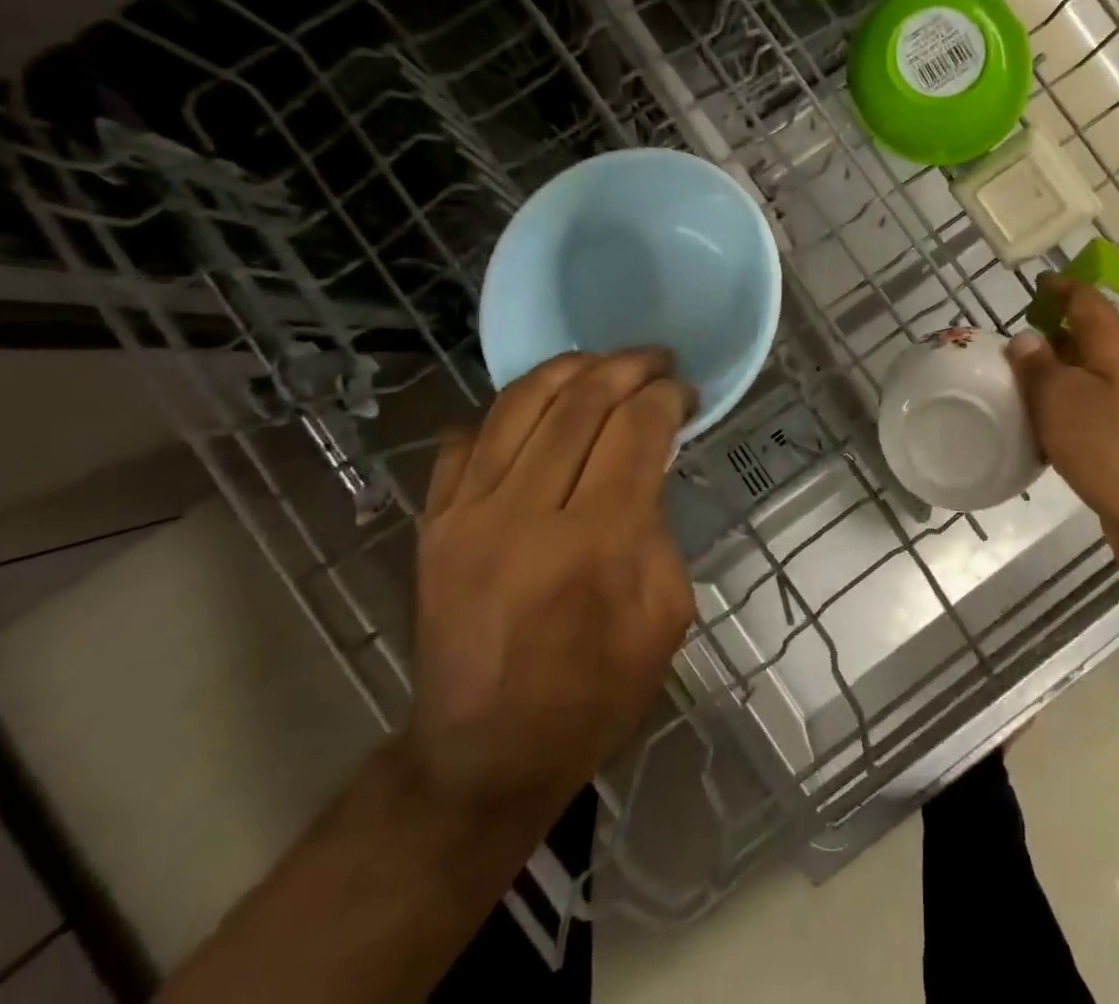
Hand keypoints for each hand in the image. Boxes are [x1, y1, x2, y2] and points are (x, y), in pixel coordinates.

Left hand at [407, 348, 696, 817]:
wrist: (481, 758)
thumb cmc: (593, 697)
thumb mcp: (664, 619)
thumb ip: (658, 529)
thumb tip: (644, 466)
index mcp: (593, 547)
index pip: (635, 432)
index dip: (667, 398)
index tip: (686, 393)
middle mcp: (523, 516)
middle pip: (580, 403)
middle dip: (627, 367)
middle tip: (656, 360)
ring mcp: (465, 515)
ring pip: (519, 403)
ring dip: (570, 368)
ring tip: (603, 363)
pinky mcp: (432, 524)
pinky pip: (467, 437)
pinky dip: (508, 410)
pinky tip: (540, 409)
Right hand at [1006, 276, 1118, 554]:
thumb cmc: (1109, 446)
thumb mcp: (1061, 398)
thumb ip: (1039, 366)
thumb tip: (1025, 339)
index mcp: (1114, 352)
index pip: (1090, 304)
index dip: (1065, 289)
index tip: (1040, 282)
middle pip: (1088, 341)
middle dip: (1054, 333)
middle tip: (1014, 339)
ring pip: (1084, 379)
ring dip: (1054, 374)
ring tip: (1016, 381)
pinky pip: (1084, 413)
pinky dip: (1059, 410)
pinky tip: (1036, 427)